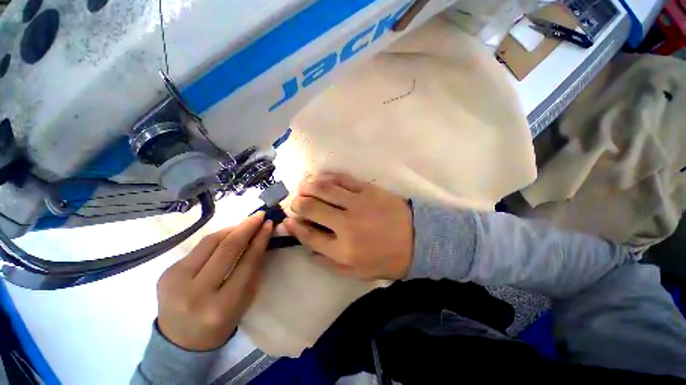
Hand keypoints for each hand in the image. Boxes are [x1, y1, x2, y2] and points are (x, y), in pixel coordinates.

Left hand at [156, 212, 271, 350]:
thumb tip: (260, 239)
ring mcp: (176, 281)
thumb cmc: (221, 322)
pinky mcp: (166, 273)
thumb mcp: (244, 300)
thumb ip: (253, 269)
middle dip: (246, 227)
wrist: (180, 342)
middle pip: (226, 248)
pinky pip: (198, 248)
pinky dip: (216, 239)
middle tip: (259, 215)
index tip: (269, 224)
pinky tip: (227, 236)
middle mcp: (196, 292)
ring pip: (210, 243)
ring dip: (231, 229)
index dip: (260, 240)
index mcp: (222, 306)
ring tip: (246, 223)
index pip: (247, 263)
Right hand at [284, 172, 412, 279]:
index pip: (308, 235)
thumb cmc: (386, 259)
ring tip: (302, 187)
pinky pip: (342, 178)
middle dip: (296, 203)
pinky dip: (327, 177)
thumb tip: (307, 248)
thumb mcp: (356, 272)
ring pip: (323, 189)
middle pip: (311, 208)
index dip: (294, 227)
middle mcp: (346, 225)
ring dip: (307, 186)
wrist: (417, 240)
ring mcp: (357, 203)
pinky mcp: (368, 189)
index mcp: (343, 250)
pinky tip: (321, 178)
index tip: (287, 220)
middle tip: (294, 201)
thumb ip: (328, 262)